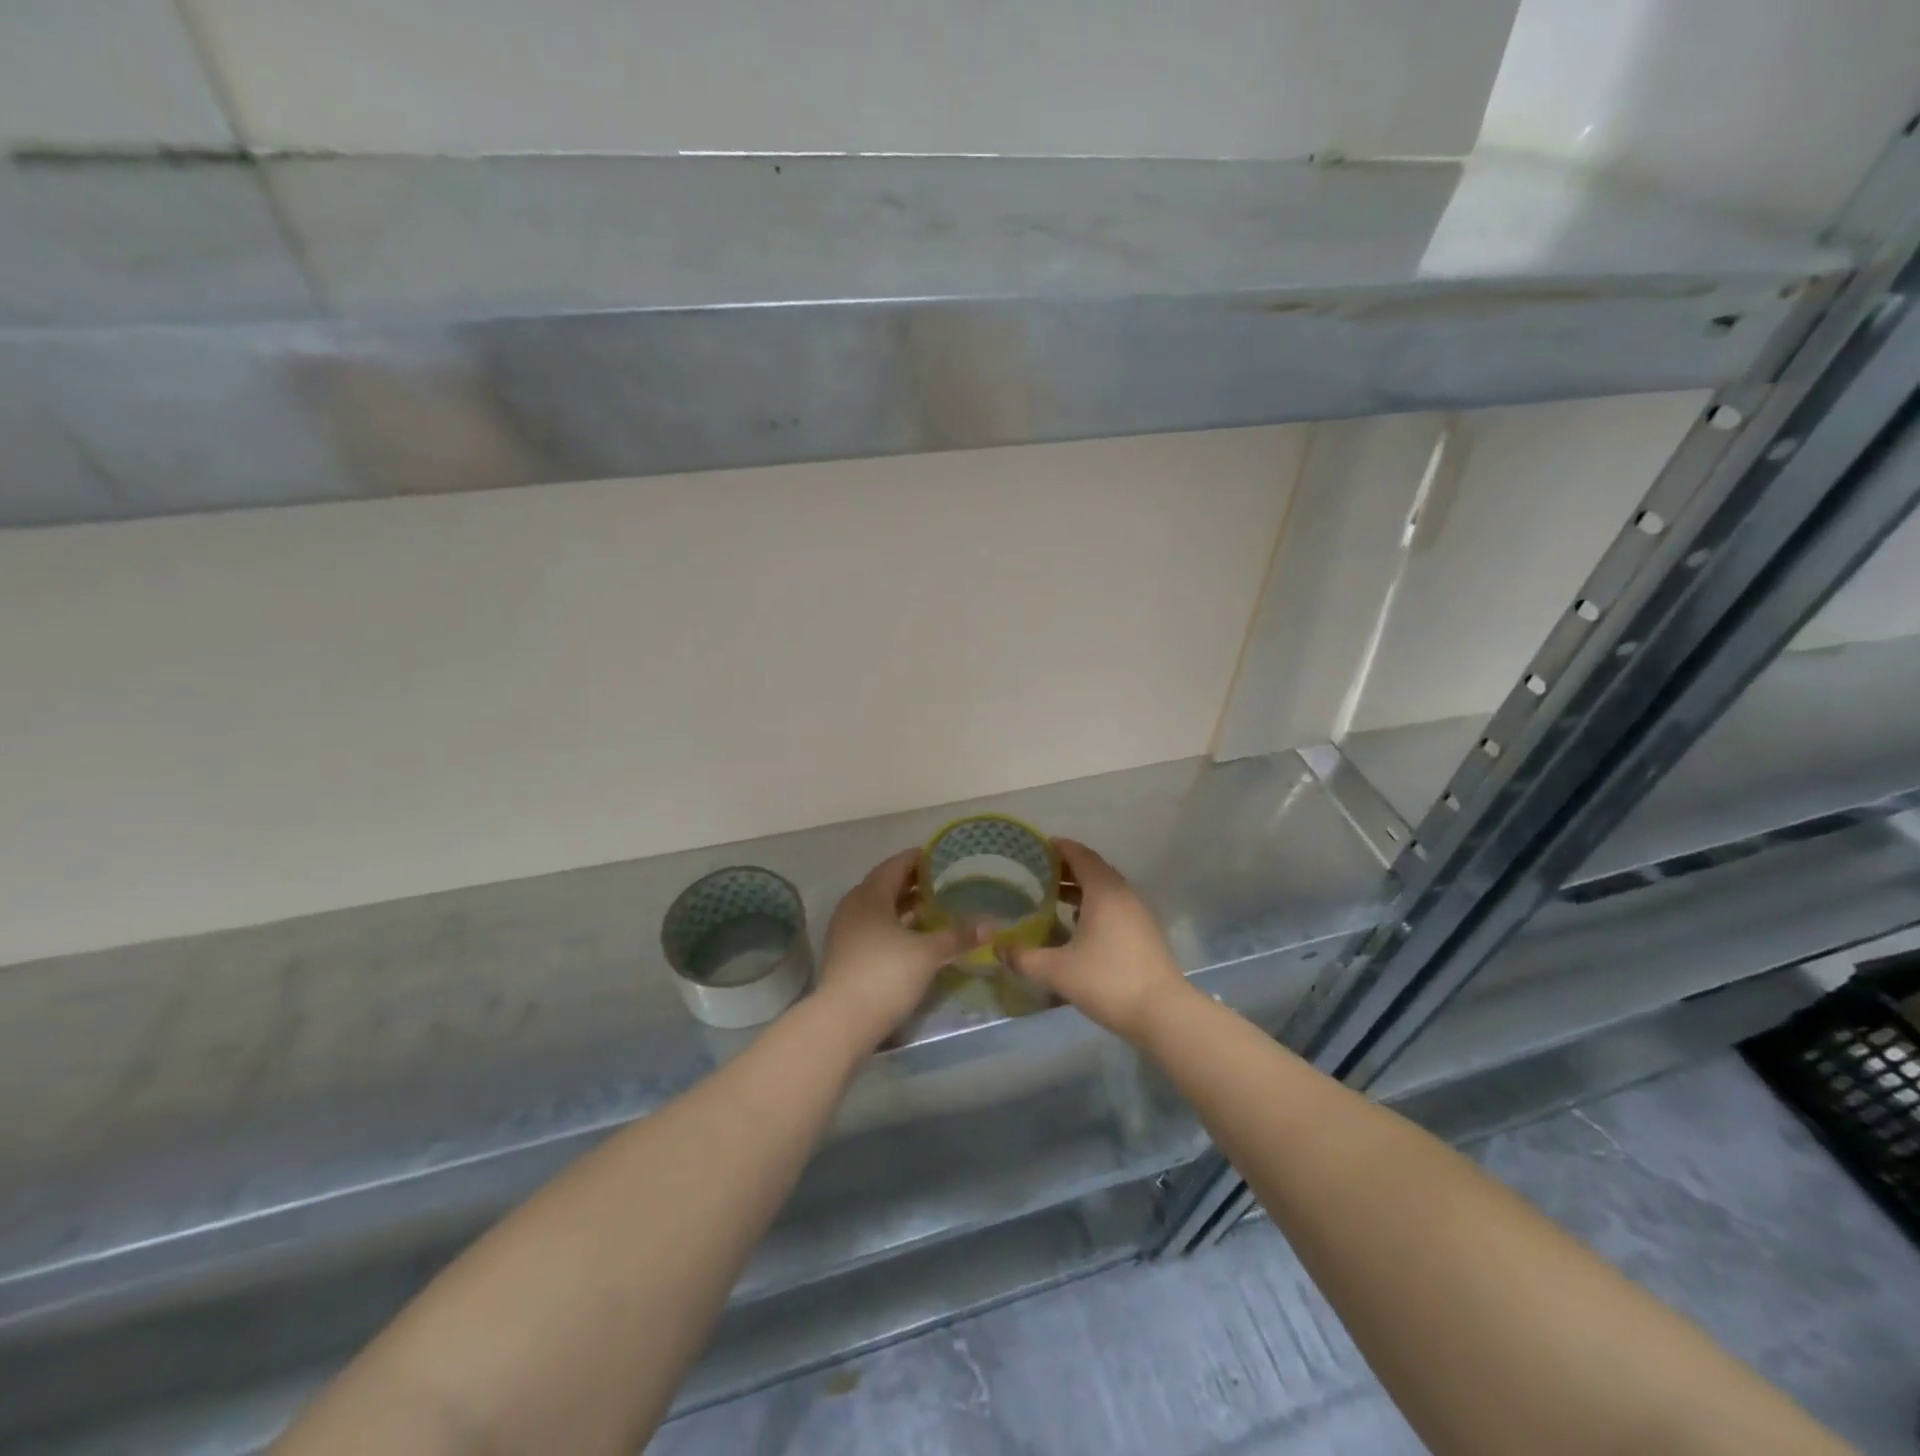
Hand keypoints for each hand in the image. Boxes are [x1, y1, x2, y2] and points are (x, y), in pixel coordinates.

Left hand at [816, 849, 975, 1047]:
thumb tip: (991, 925)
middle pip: (884, 885)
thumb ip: (958, 936)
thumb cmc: (886, 975)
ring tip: (932, 907)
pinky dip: (893, 924)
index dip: (918, 859)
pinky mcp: (845, 953)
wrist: (843, 1020)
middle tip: (942, 881)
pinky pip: (872, 926)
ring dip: (902, 905)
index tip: (941, 856)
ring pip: (878, 908)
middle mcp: (854, 906)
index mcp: (870, 895)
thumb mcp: (928, 953)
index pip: (895, 865)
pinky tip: (913, 936)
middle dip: (912, 882)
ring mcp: (846, 931)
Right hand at [1002, 838, 1191, 1045]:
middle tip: (1037, 872)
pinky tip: (1077, 923)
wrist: (1163, 1012)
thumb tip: (996, 948)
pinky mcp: (1145, 931)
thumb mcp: (1057, 970)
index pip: (1080, 855)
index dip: (1060, 847)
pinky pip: (1115, 905)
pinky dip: (1094, 904)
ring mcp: (1138, 912)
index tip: (1037, 846)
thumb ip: (1023, 957)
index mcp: (1103, 891)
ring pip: (1106, 888)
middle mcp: (1123, 894)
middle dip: (1066, 867)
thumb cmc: (1107, 981)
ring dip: (1080, 887)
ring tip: (1052, 896)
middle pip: (1093, 869)